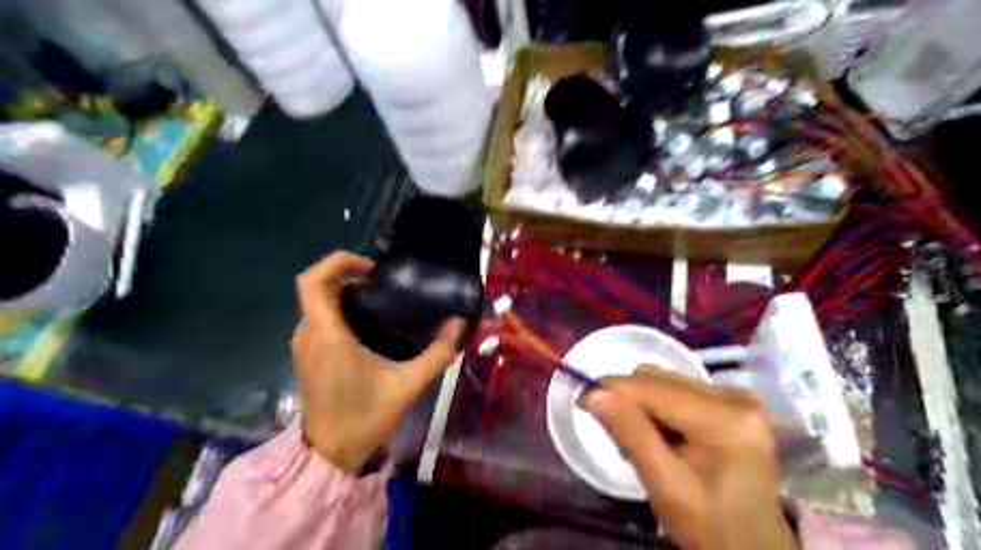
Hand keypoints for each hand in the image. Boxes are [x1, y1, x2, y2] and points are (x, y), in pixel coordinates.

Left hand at [291, 251, 464, 471]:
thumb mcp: (408, 385)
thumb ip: (437, 354)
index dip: (337, 262)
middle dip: (346, 276)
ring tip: (377, 301)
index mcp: (327, 335)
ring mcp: (302, 346)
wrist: (330, 453)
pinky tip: (365, 326)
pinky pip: (316, 320)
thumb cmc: (364, 418)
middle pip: (316, 288)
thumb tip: (458, 325)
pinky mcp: (305, 356)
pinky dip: (336, 311)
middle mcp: (308, 334)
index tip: (370, 269)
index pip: (313, 281)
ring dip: (341, 294)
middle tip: (381, 283)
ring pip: (315, 304)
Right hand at [581, 366, 794, 548]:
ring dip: (642, 405)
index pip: (654, 388)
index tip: (581, 402)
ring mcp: (734, 397)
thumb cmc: (711, 526)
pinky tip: (661, 437)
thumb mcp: (666, 486)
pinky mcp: (730, 403)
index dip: (612, 389)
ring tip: (641, 442)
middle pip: (659, 379)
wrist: (753, 547)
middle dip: (628, 401)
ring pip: (664, 382)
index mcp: (725, 419)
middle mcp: (733, 397)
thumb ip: (631, 435)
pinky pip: (677, 390)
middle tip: (617, 439)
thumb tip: (594, 394)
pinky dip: (658, 409)